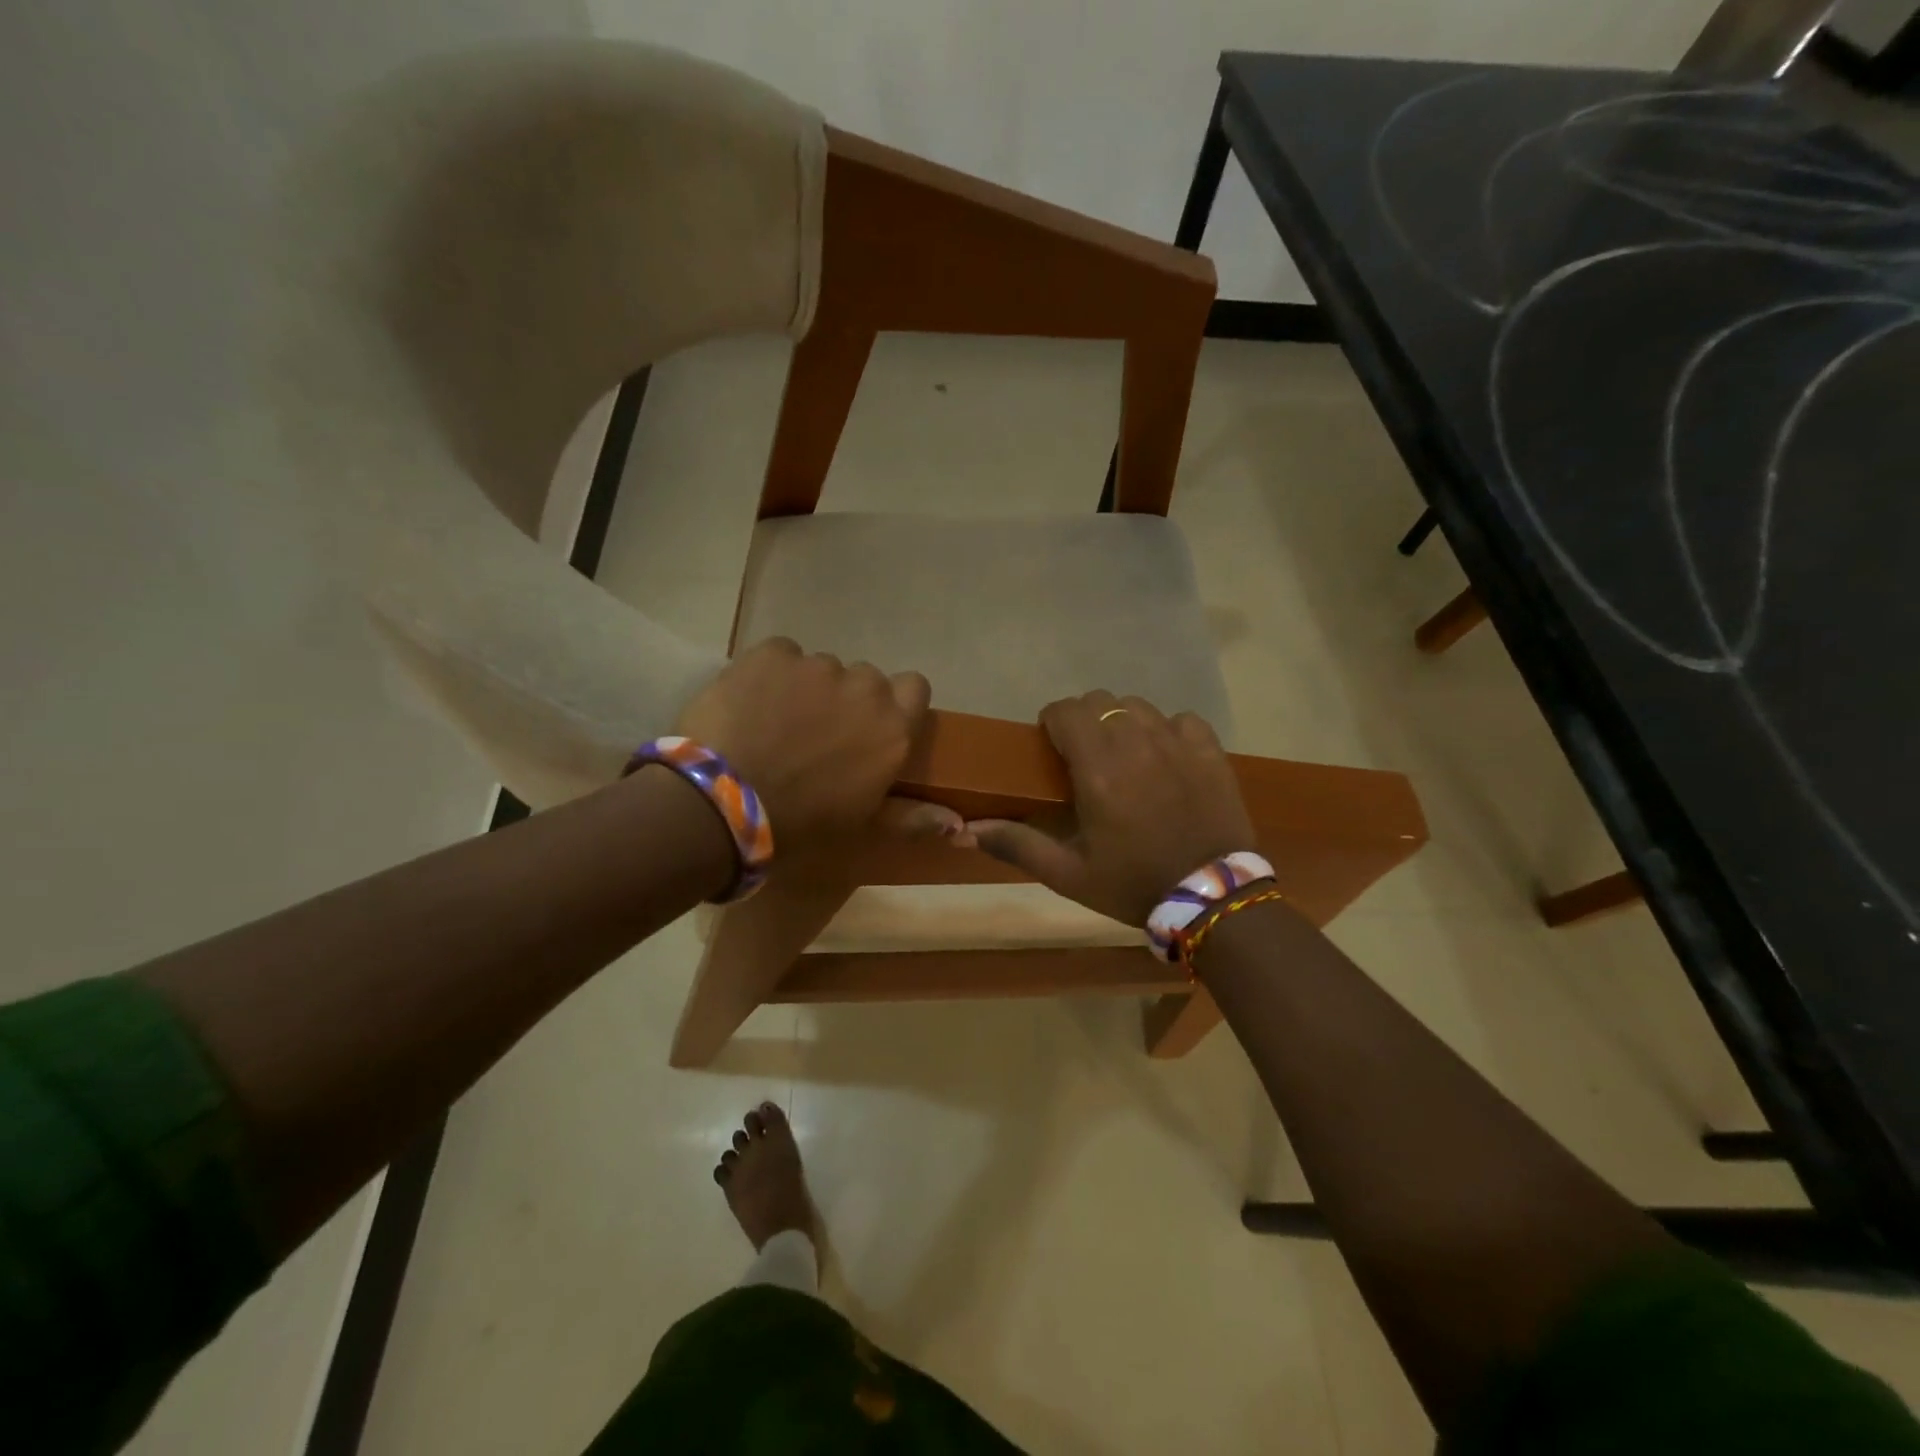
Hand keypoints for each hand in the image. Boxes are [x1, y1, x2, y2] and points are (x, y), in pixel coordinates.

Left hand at [673, 638, 943, 853]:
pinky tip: (749, 705)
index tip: (870, 725)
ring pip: (820, 668)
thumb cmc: (799, 826)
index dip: (895, 702)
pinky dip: (769, 674)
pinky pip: (780, 655)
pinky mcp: (771, 654)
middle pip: (864, 680)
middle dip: (845, 700)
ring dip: (805, 688)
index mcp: (892, 729)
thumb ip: (911, 817)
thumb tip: (957, 823)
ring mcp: (816, 667)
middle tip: (815, 735)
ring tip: (773, 723)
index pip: (915, 688)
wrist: (722, 806)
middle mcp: (864, 689)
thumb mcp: (861, 827)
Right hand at [967, 692, 1255, 926]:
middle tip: (1084, 755)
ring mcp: (1177, 743)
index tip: (1052, 747)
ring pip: (1138, 705)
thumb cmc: (1133, 885)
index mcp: (1097, 769)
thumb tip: (965, 832)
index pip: (1065, 711)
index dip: (1052, 723)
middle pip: (1100, 701)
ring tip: (1123, 755)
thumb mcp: (1068, 874)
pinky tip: (1165, 758)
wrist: (1212, 898)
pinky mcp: (1209, 751)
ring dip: (1122, 722)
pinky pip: (1181, 720)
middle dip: (1084, 719)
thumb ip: (1017, 845)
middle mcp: (1135, 744)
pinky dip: (1167, 731)